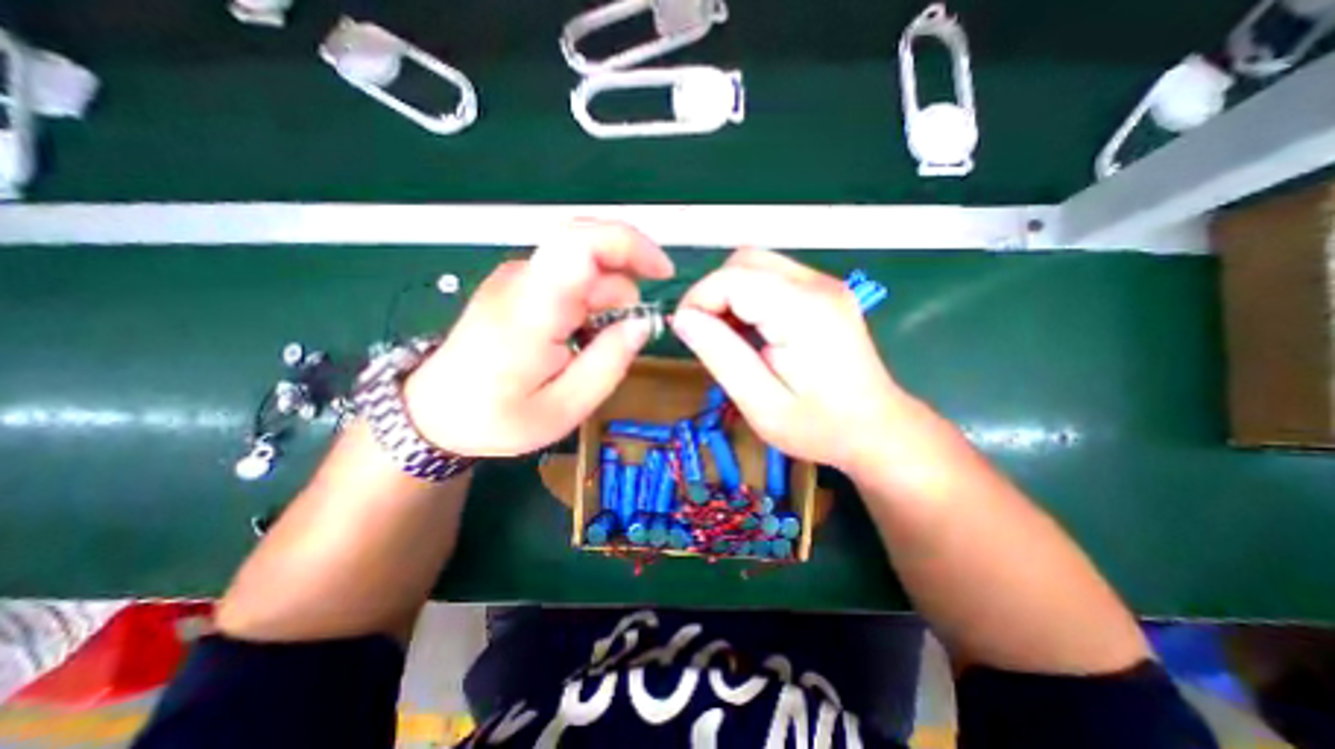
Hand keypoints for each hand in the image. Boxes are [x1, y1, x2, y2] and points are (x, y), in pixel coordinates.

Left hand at [404, 220, 678, 456]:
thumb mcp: (564, 408)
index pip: (583, 241)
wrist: (434, 412)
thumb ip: (608, 363)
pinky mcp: (517, 283)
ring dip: (606, 301)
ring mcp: (517, 277)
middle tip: (623, 335)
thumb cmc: (497, 417)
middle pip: (591, 249)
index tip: (663, 272)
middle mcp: (523, 278)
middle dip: (624, 286)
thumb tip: (641, 323)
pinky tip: (578, 336)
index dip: (632, 245)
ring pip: (584, 267)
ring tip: (591, 346)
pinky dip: (590, 302)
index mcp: (533, 308)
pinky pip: (569, 278)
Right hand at [674, 250, 912, 473]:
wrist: (878, 430)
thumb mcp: (761, 404)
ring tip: (726, 336)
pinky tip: (750, 330)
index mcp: (803, 311)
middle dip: (713, 293)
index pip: (732, 278)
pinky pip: (773, 278)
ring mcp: (825, 285)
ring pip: (756, 265)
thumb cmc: (820, 427)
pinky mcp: (824, 292)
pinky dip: (749, 296)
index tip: (685, 333)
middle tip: (705, 335)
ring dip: (730, 294)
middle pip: (744, 261)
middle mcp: (817, 285)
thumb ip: (720, 356)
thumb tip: (683, 319)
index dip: (698, 299)